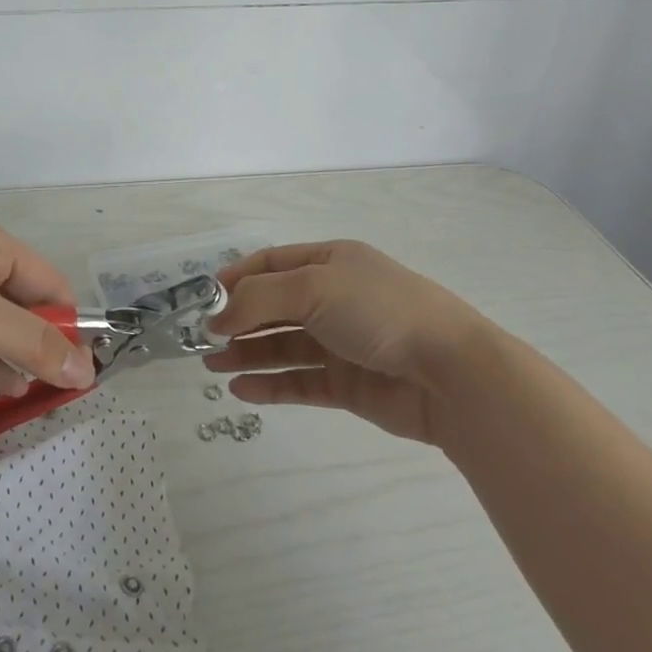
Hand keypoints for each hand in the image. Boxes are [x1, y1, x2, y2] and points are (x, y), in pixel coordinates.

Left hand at [0, 216, 95, 395]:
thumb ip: (35, 344)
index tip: (83, 368)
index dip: (68, 323)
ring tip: (35, 396)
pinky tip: (4, 387)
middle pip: (22, 302)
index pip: (48, 281)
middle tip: (60, 388)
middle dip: (41, 343)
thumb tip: (87, 371)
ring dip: (14, 355)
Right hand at [204, 240, 489, 445]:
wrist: (450, 373)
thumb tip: (217, 316)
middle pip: (274, 305)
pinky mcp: (347, 384)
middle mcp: (333, 298)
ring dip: (247, 353)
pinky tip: (241, 389)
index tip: (203, 299)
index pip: (272, 263)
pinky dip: (270, 384)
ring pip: (282, 345)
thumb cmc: (378, 311)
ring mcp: (340, 342)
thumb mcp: (314, 288)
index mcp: (330, 262)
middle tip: (201, 339)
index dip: (236, 278)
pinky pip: (299, 381)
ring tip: (212, 366)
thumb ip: (259, 299)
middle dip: (238, 320)